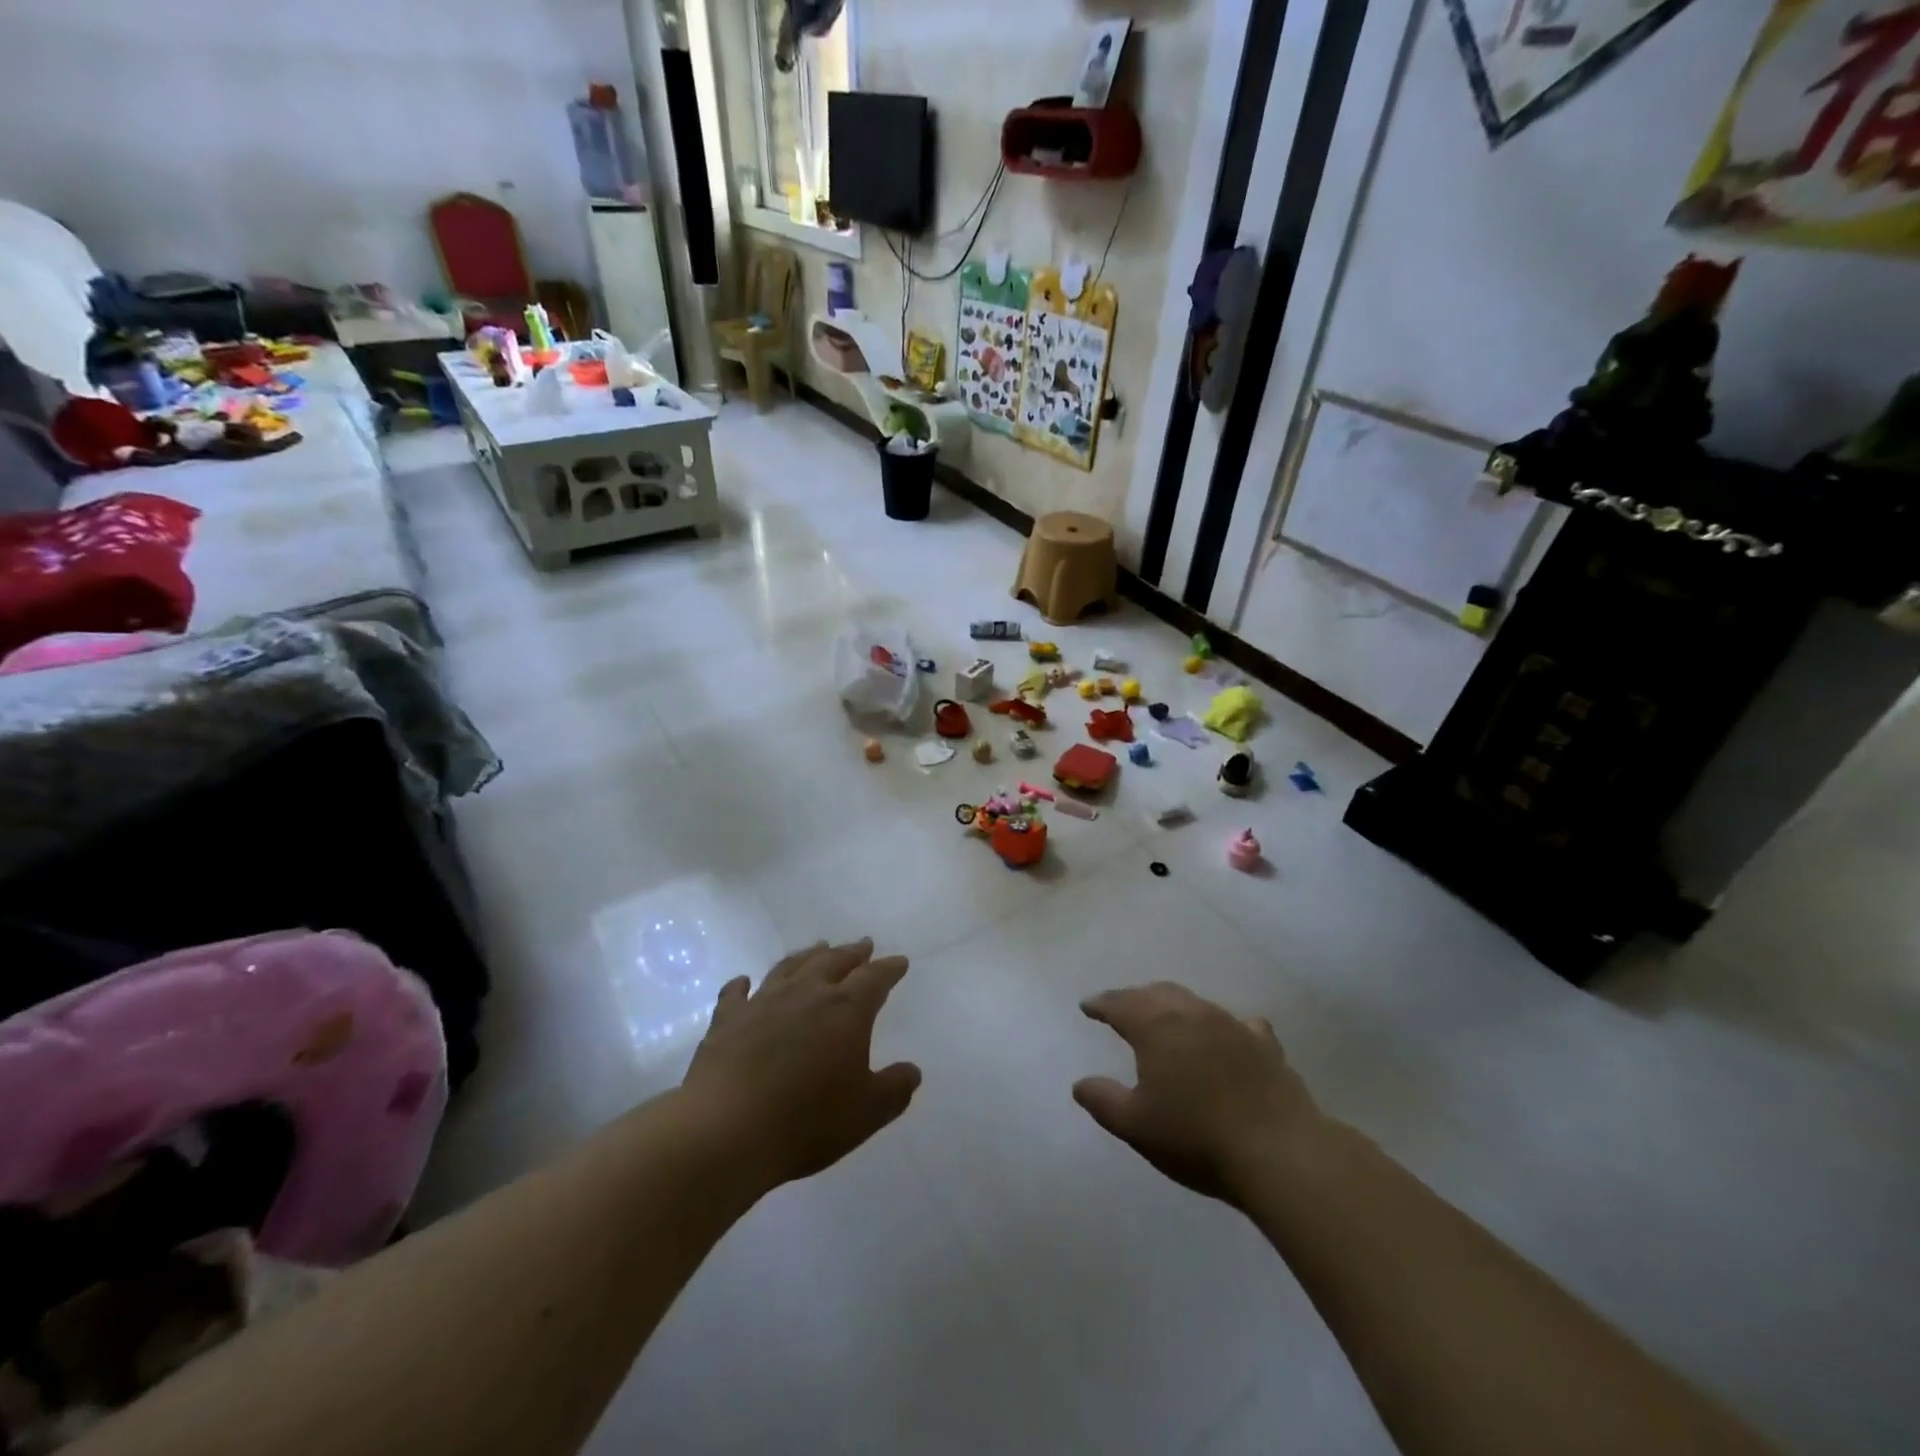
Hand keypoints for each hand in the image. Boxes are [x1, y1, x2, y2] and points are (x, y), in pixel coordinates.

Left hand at [683, 939, 920, 1190]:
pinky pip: (736, 993)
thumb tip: (912, 1071)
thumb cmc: (806, 1121)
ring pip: (790, 967)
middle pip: (833, 962)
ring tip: (818, 948)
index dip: (889, 969)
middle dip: (852, 953)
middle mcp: (806, 994)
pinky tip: (743, 981)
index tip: (899, 961)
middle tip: (863, 944)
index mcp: (846, 1009)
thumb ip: (894, 1089)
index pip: (874, 979)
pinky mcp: (727, 1020)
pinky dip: (742, 984)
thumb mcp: (866, 1113)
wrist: (726, 1129)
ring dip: (807, 956)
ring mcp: (763, 1002)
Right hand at [1073, 982, 1322, 1207]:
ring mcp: (1231, 1025)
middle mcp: (1192, 1013)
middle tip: (1122, 1009)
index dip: (1101, 1004)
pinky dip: (1221, 1026)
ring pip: (1194, 1002)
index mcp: (1156, 1026)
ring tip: (1166, 1018)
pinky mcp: (1264, 1045)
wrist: (1279, 1152)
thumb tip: (1080, 1084)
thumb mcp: (1136, 1126)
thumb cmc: (1196, 1138)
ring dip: (1173, 1006)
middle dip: (1135, 998)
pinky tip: (1226, 1035)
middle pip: (1156, 994)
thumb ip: (1103, 1101)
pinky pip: (1237, 1023)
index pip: (1120, 1004)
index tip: (1087, 1006)